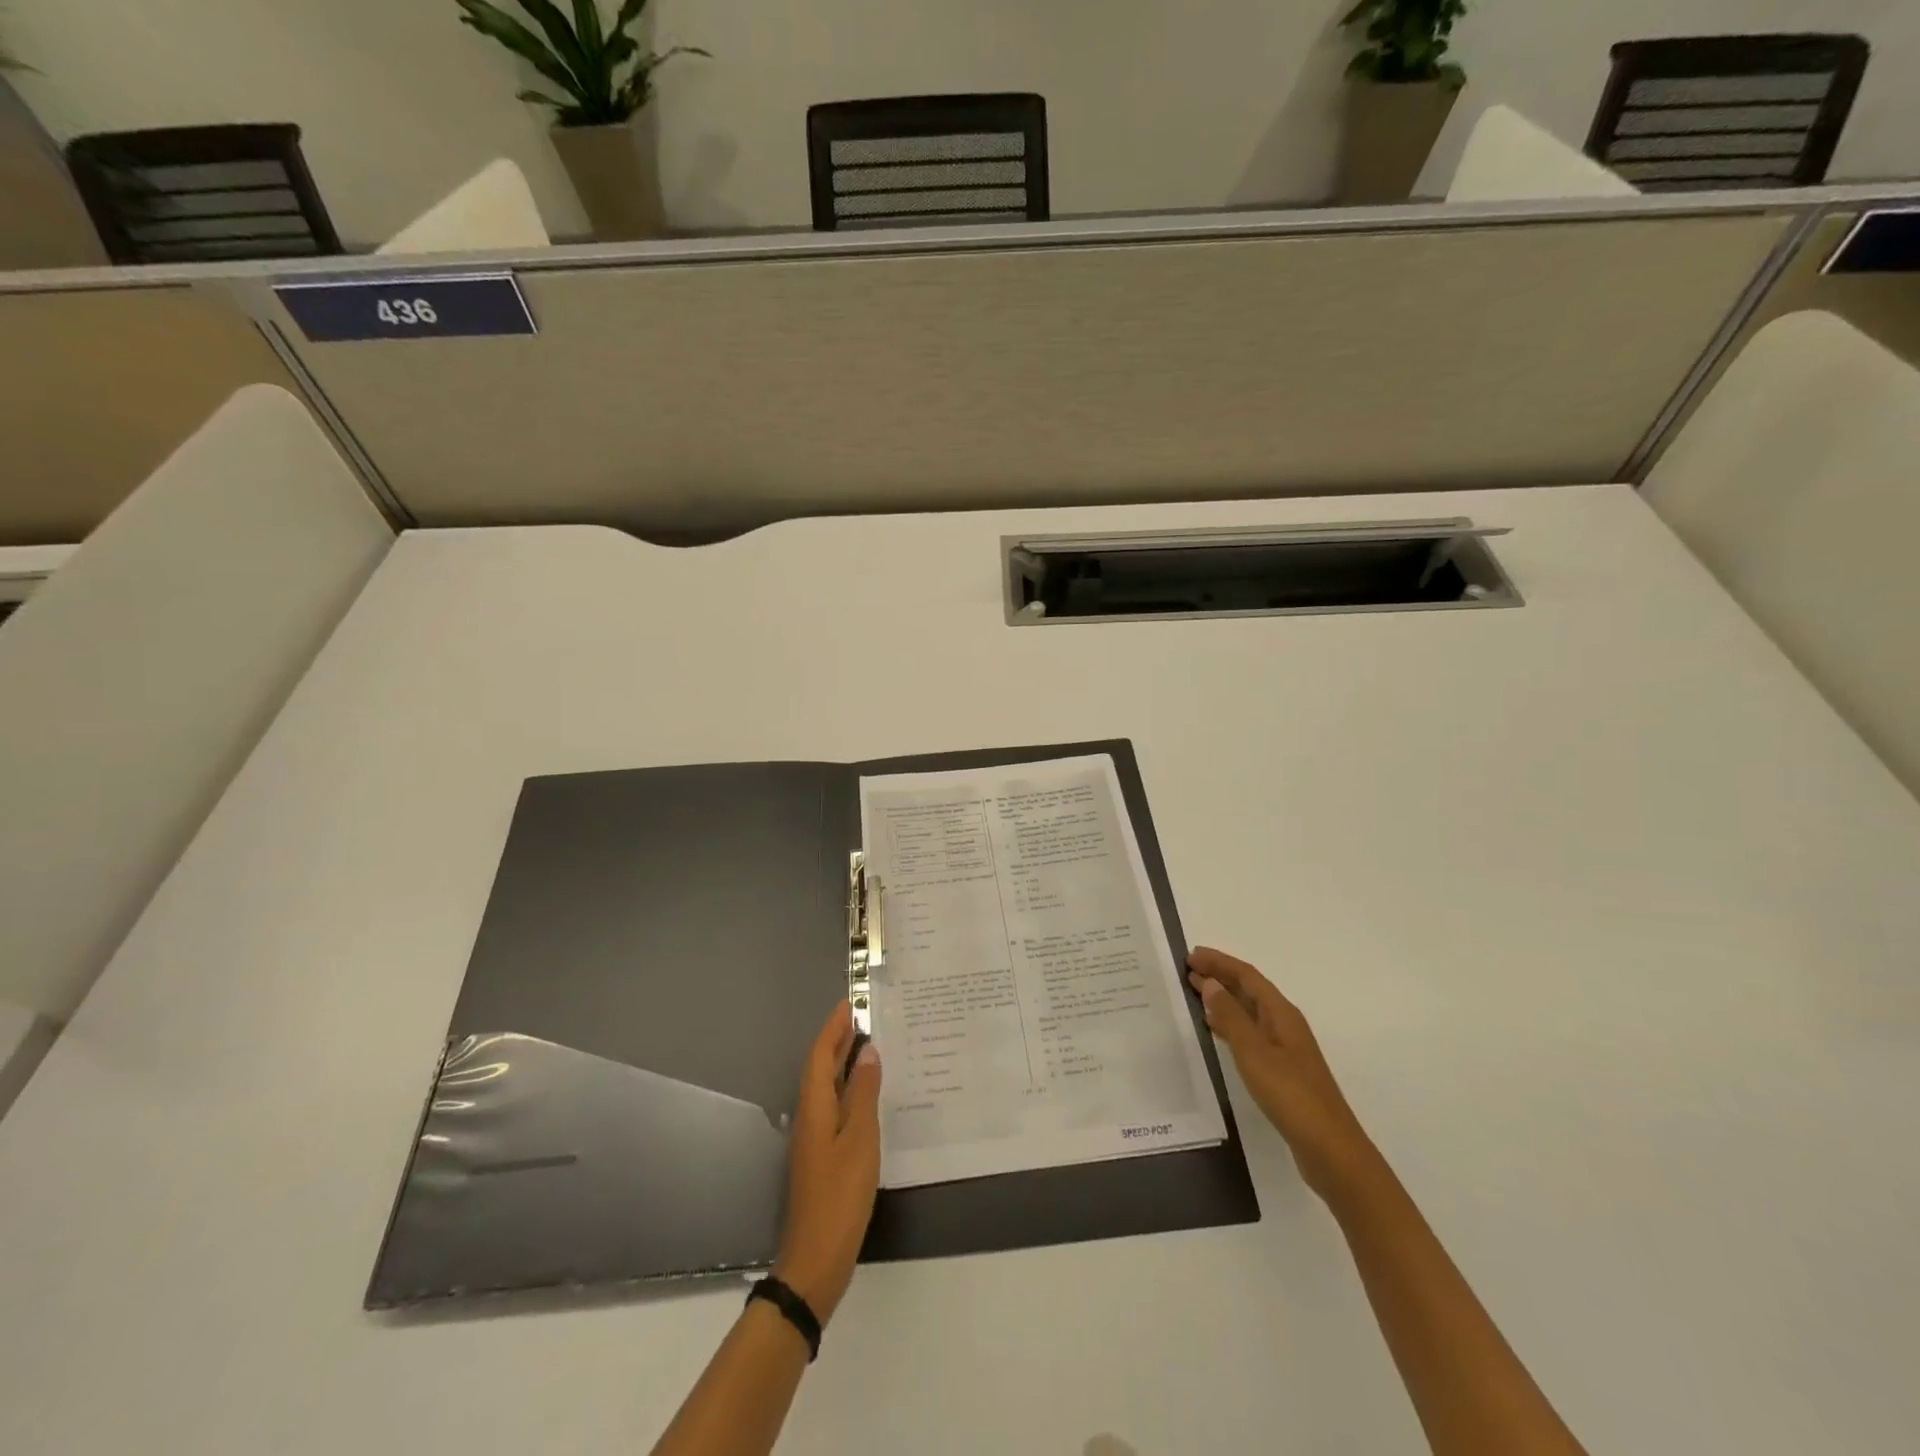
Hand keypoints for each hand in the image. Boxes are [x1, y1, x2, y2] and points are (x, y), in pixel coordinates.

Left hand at [772, 1000, 880, 1324]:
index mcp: (815, 1107)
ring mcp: (815, 1137)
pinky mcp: (823, 1155)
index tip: (850, 1002)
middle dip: (838, 1039)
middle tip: (863, 1016)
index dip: (834, 1027)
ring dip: (844, 1062)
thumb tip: (868, 1052)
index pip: (820, 1054)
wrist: (817, 1257)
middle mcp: (810, 1115)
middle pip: (820, 1067)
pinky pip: (835, 1105)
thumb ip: (864, 1093)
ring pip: (828, 1086)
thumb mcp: (860, 1139)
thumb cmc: (840, 1194)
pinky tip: (869, 1093)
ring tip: (870, 1044)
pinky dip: (849, 1088)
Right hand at [1188, 946, 1375, 1201]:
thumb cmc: (1290, 1093)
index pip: (1248, 976)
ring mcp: (1285, 1048)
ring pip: (1249, 1012)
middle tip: (1187, 971)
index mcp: (1282, 1013)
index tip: (1190, 956)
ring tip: (1194, 995)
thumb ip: (1230, 1017)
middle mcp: (1285, 1024)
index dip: (1220, 962)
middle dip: (1220, 977)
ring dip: (1223, 1000)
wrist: (1330, 1149)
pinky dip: (1230, 1025)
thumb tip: (1210, 983)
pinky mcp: (1282, 1070)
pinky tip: (1215, 1032)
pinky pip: (1250, 1034)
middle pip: (1250, 990)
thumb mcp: (1254, 1051)